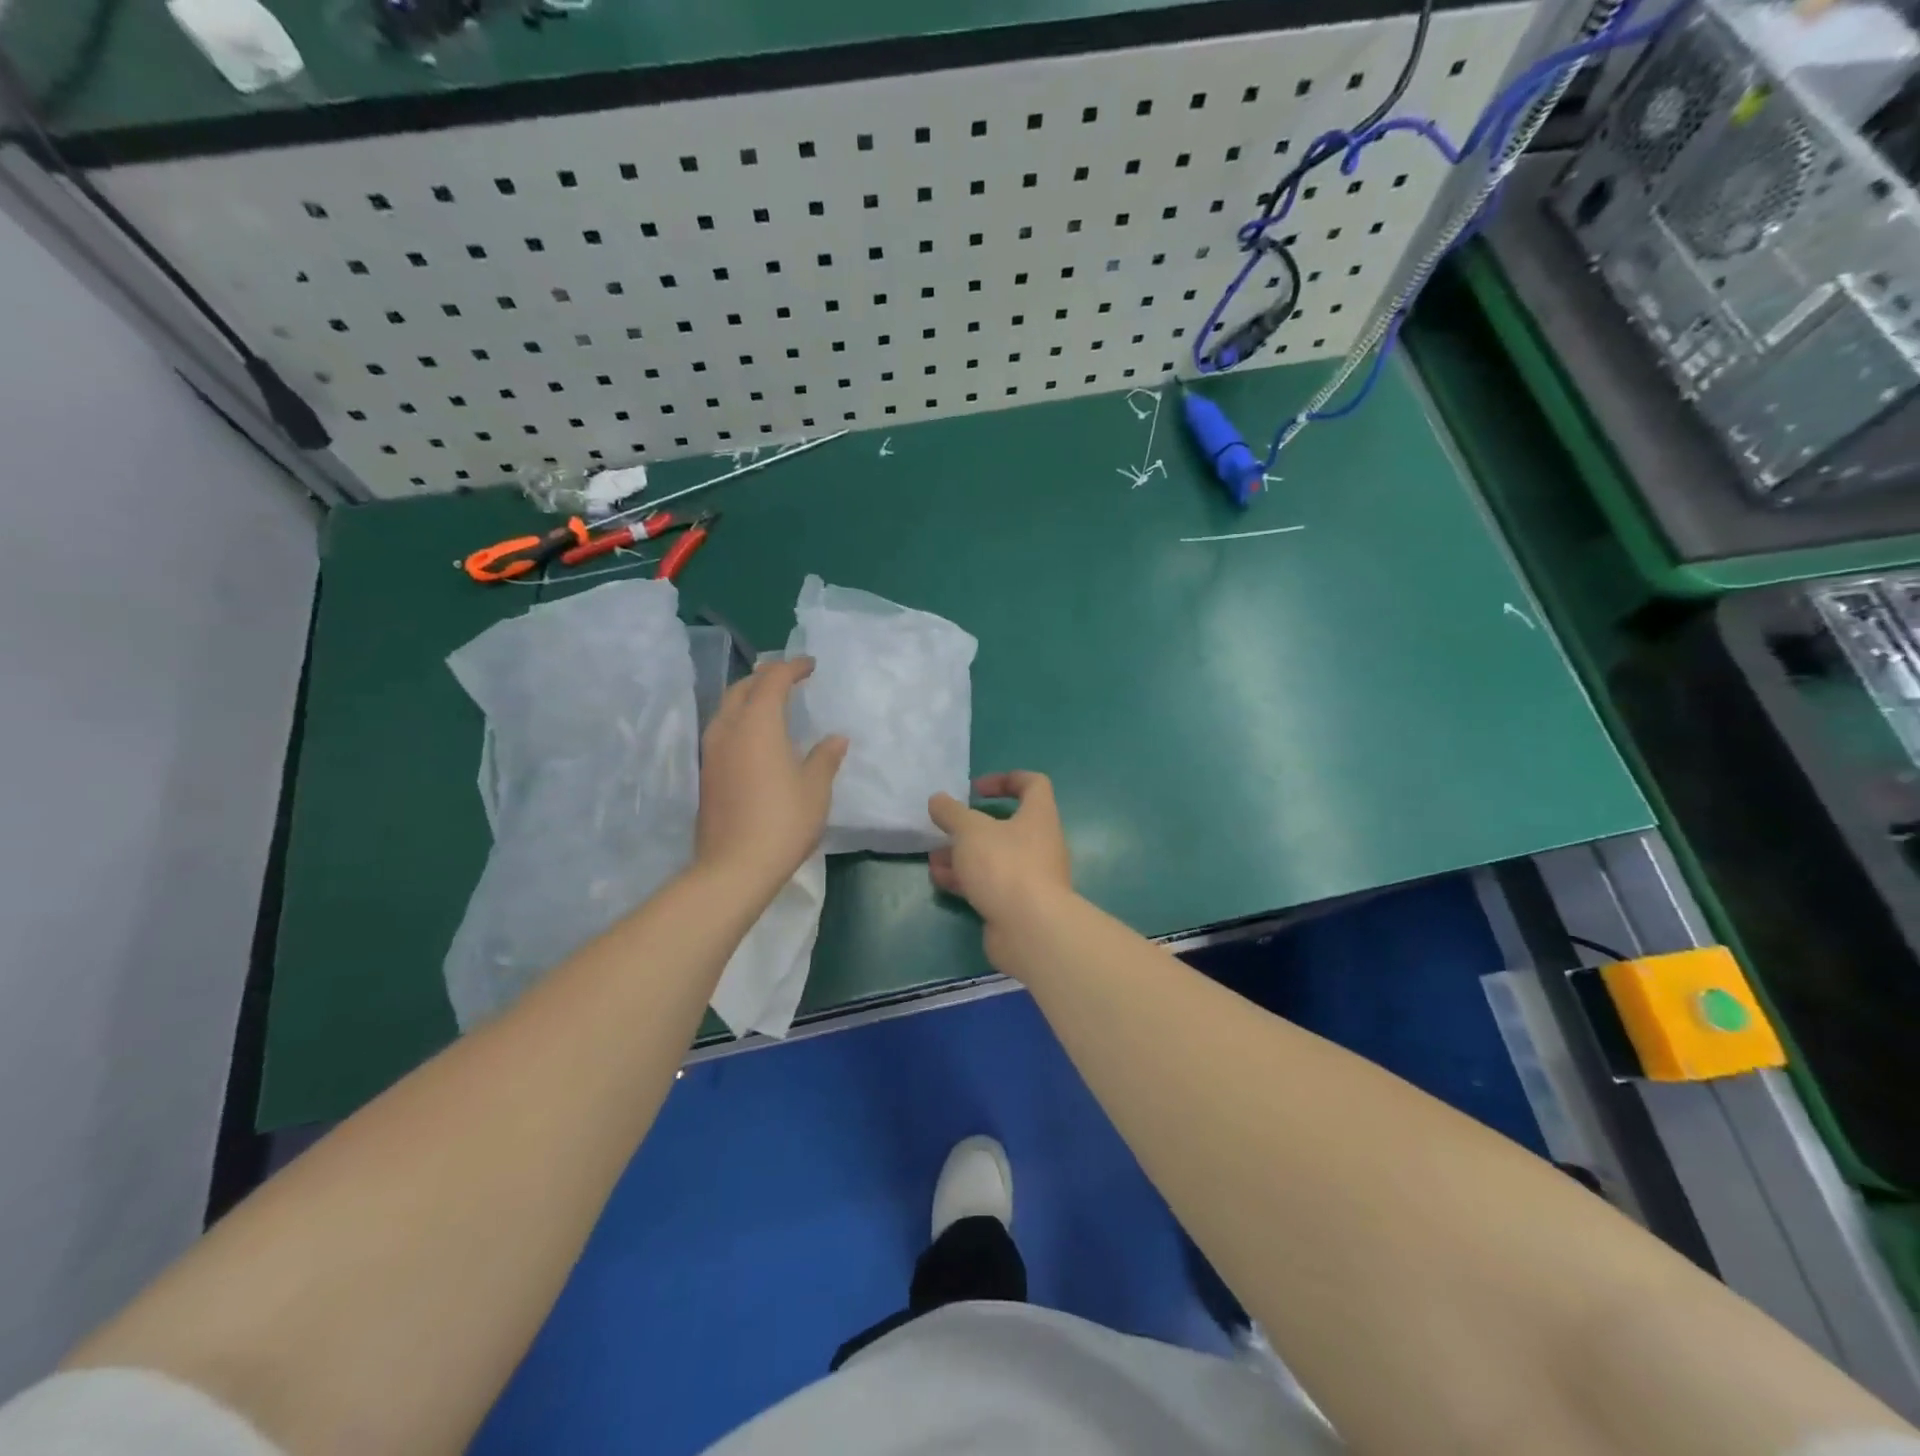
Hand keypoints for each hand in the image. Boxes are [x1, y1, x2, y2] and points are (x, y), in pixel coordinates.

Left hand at [696, 657, 847, 895]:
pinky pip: (723, 729)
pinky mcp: (707, 773)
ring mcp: (712, 751)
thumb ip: (825, 757)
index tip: (811, 665)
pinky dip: (741, 719)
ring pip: (727, 707)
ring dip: (749, 697)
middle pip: (743, 687)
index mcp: (758, 723)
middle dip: (766, 677)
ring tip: (772, 702)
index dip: (792, 667)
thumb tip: (835, 738)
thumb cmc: (783, 821)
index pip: (772, 679)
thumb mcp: (815, 788)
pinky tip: (757, 736)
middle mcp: (729, 728)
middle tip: (790, 678)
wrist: (734, 867)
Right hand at [927, 772, 1073, 969]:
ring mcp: (1031, 876)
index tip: (976, 789)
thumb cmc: (1005, 866)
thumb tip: (938, 800)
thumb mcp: (970, 831)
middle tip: (946, 828)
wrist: (1031, 930)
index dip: (1006, 779)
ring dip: (963, 855)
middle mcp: (1040, 843)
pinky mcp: (1018, 904)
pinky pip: (990, 884)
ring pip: (994, 857)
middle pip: (1007, 826)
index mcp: (1038, 816)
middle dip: (972, 827)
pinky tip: (940, 880)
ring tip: (934, 858)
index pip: (1033, 784)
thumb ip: (951, 813)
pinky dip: (966, 880)